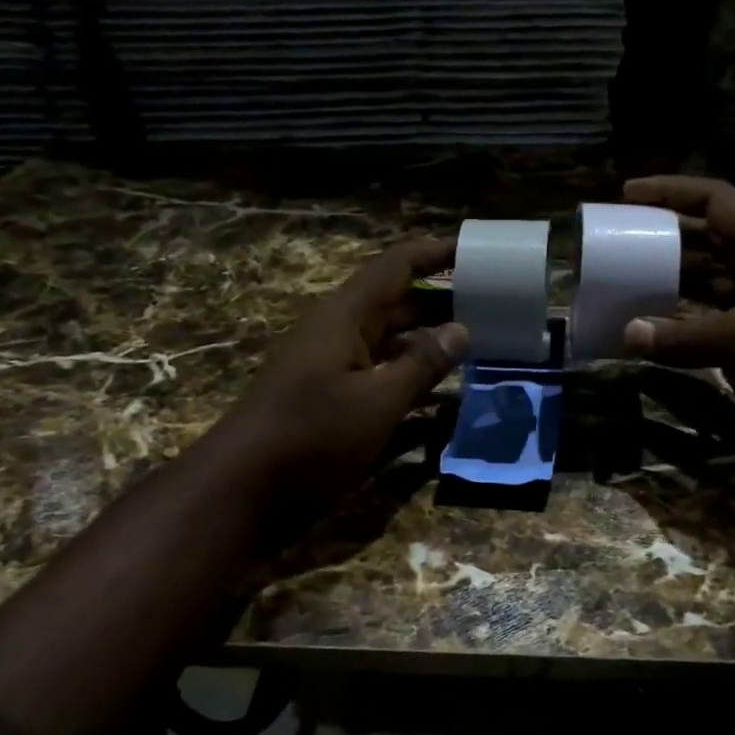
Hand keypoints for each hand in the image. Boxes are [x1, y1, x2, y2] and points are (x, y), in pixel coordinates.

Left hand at [215, 237, 467, 509]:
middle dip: (441, 301)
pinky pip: (380, 371)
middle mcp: (339, 330)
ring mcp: (333, 363)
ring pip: (390, 339)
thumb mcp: (378, 400)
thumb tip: (461, 330)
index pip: (397, 266)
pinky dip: (410, 374)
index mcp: (346, 315)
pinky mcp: (331, 394)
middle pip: (397, 302)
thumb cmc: (313, 433)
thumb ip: (422, 364)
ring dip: (429, 340)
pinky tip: (441, 392)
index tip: (475, 250)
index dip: (435, 253)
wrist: (244, 485)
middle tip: (491, 305)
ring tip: (477, 344)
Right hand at [621, 176, 734, 429]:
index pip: (718, 200)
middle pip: (709, 235)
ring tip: (629, 273)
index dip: (674, 190)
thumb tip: (628, 334)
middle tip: (623, 234)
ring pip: (706, 275)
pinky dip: (679, 314)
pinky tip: (651, 320)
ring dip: (670, 273)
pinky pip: (707, 312)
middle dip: (666, 231)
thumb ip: (682, 335)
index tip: (629, 193)